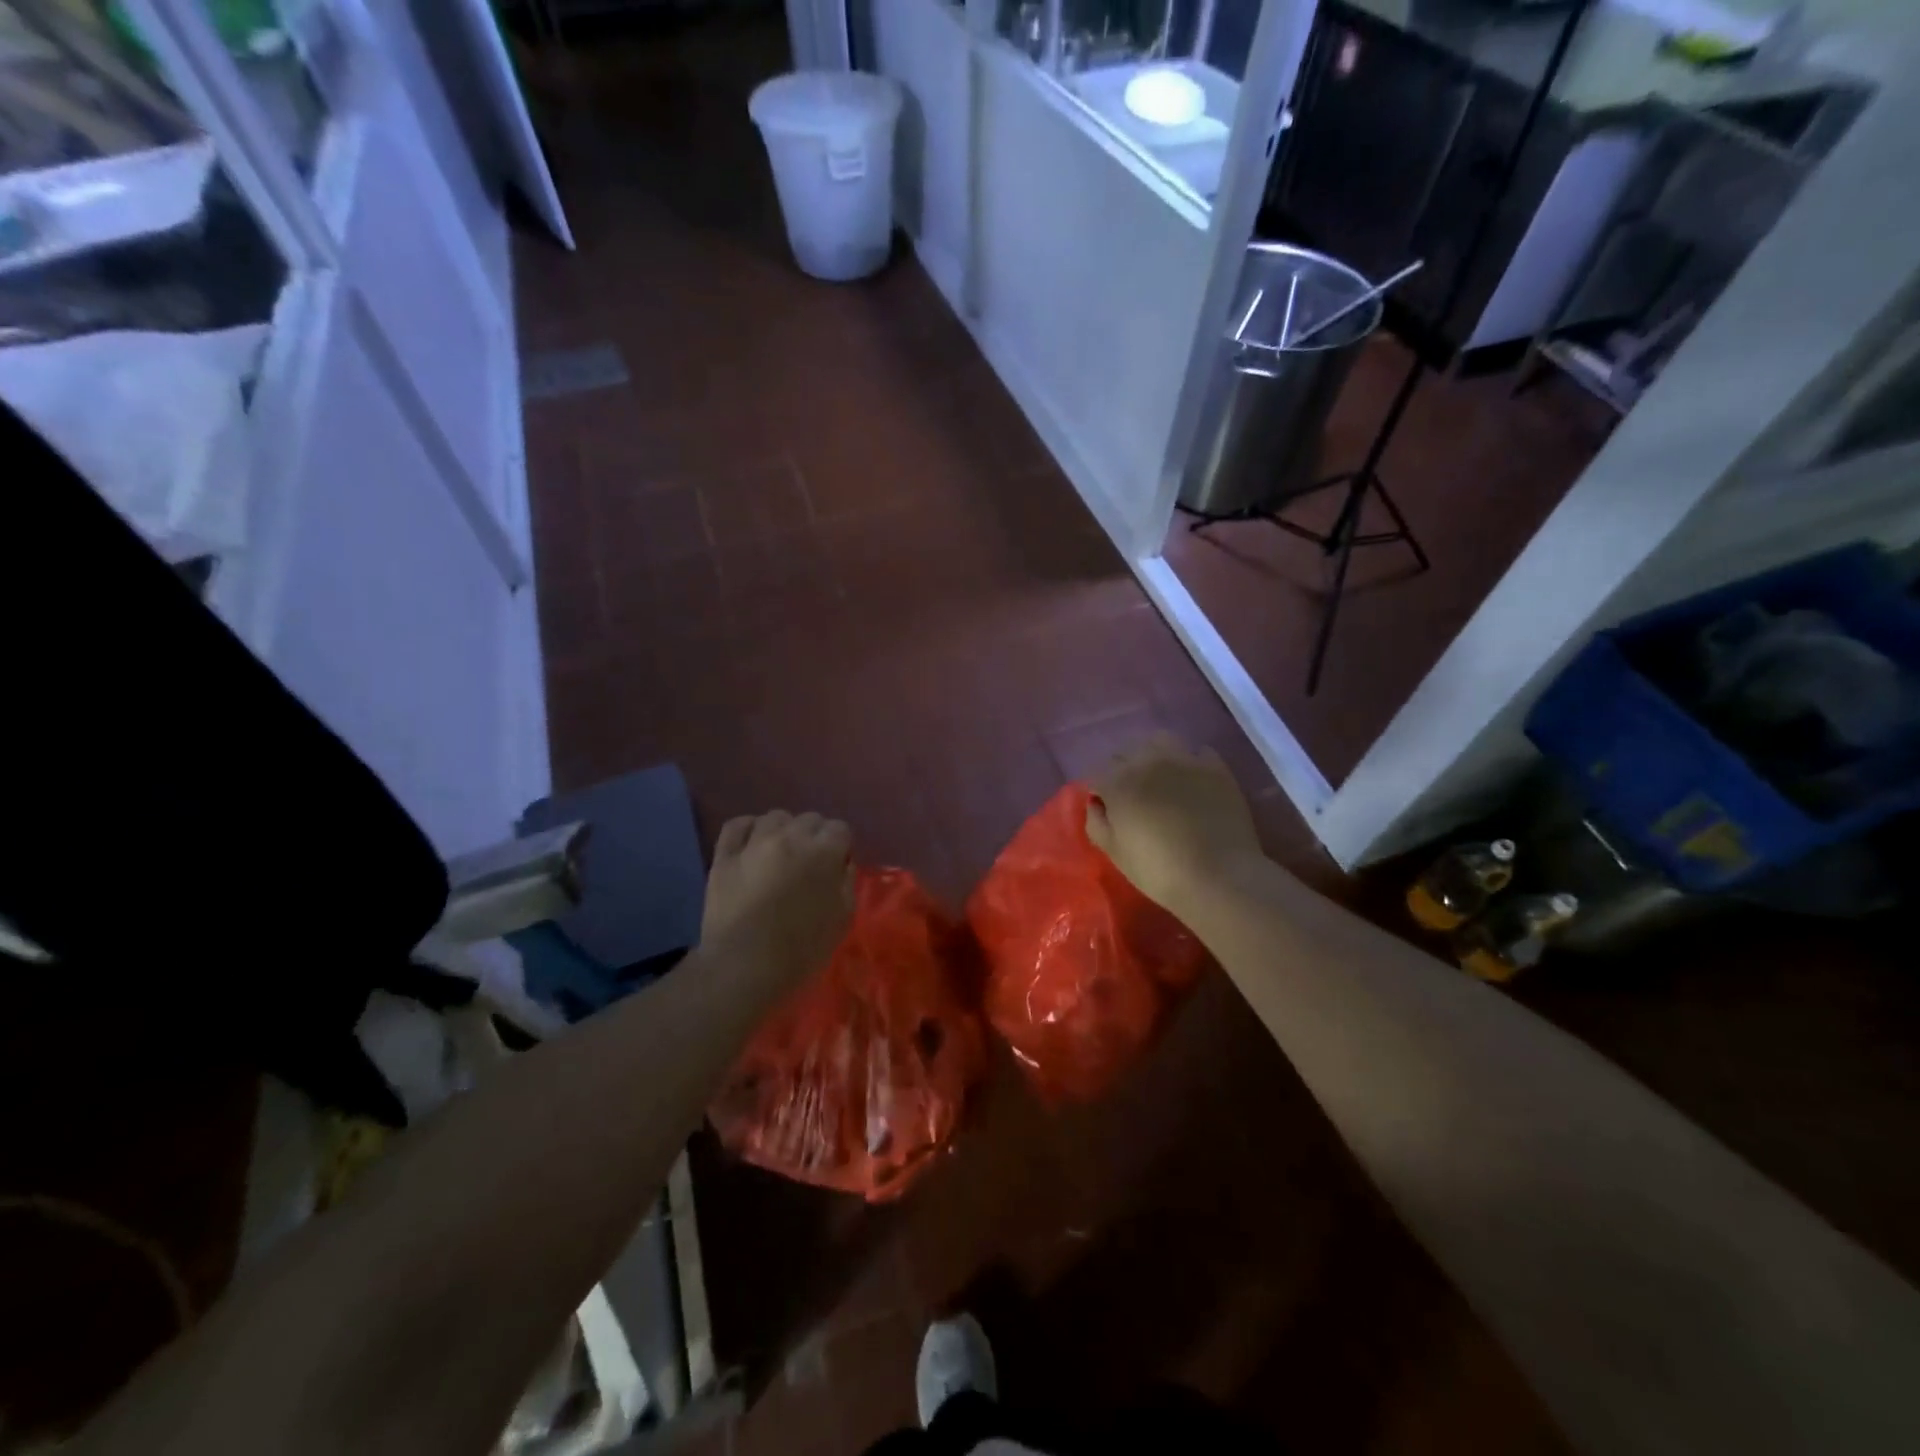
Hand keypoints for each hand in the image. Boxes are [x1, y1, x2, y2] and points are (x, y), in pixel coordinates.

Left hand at [703, 811, 854, 994]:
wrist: (744, 967)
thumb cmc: (801, 950)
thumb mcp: (842, 920)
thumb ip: (846, 883)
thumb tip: (842, 864)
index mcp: (823, 853)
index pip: (840, 829)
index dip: (840, 846)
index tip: (836, 866)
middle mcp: (790, 837)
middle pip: (810, 819)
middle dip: (814, 836)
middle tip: (809, 863)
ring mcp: (754, 843)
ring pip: (775, 817)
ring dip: (783, 831)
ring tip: (780, 854)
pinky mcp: (725, 855)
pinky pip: (737, 825)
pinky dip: (747, 829)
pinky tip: (751, 844)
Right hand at [1086, 734, 1264, 916]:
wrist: (1220, 877)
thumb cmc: (1159, 871)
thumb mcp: (1115, 854)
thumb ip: (1097, 823)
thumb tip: (1096, 804)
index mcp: (1118, 782)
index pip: (1098, 774)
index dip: (1100, 792)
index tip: (1107, 810)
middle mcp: (1148, 761)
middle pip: (1126, 753)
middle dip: (1123, 771)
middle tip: (1132, 798)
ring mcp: (1184, 759)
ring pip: (1160, 741)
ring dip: (1153, 755)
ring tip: (1160, 778)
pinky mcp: (1216, 767)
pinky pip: (1197, 752)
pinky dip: (1190, 762)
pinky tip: (1193, 782)